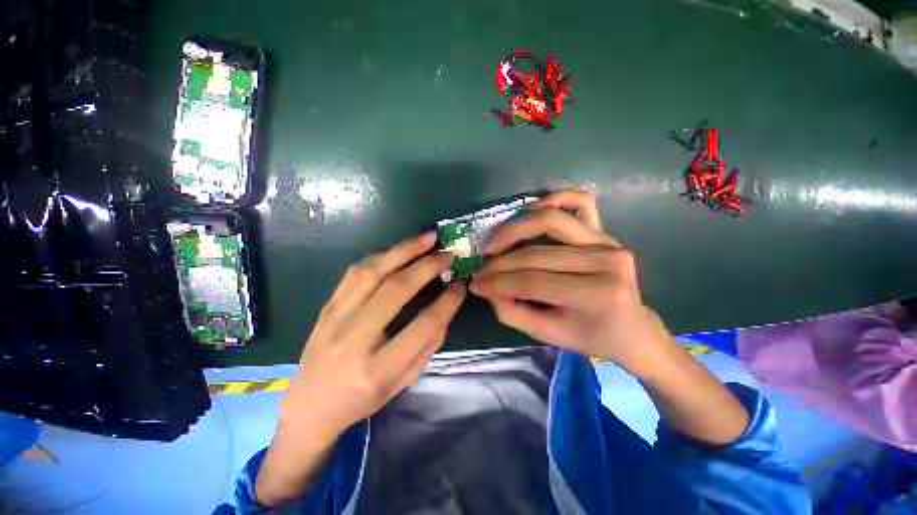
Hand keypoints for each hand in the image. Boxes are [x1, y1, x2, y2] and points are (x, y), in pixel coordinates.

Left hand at [282, 232, 466, 440]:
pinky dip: (380, 257)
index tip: (461, 284)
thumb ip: (428, 345)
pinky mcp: (326, 307)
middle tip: (447, 253)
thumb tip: (446, 308)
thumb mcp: (404, 381)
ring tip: (425, 240)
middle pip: (395, 290)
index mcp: (378, 369)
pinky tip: (398, 251)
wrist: (311, 405)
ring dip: (402, 251)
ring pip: (372, 273)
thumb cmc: (363, 399)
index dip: (447, 301)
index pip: (423, 325)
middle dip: (426, 266)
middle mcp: (354, 340)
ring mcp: (334, 320)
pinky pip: (355, 272)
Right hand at [475, 190, 749, 445]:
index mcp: (597, 294)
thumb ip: (512, 311)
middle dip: (500, 263)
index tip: (475, 285)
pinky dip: (553, 199)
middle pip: (536, 254)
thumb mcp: (548, 335)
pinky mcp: (604, 230)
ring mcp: (607, 240)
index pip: (533, 282)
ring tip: (496, 245)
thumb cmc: (591, 335)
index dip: (497, 283)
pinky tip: (532, 212)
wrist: (632, 327)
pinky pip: (580, 201)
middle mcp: (606, 260)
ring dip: (515, 229)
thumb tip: (488, 287)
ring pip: (551, 220)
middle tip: (481, 271)